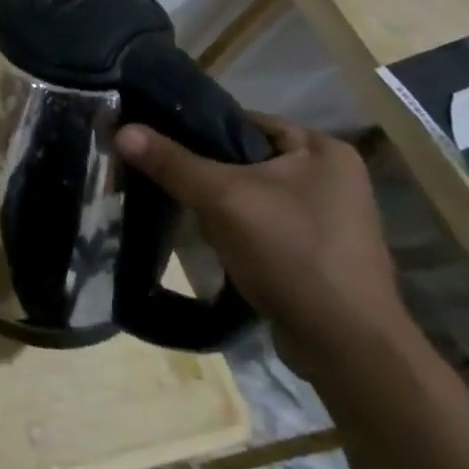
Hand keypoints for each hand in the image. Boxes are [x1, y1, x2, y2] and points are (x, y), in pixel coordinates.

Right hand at [115, 114, 413, 376]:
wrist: (346, 347)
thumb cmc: (291, 253)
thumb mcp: (222, 199)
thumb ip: (172, 162)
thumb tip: (122, 130)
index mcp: (323, 150)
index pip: (245, 121)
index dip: (199, 129)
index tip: (158, 143)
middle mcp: (333, 177)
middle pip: (247, 159)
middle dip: (206, 172)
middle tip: (165, 180)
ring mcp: (329, 218)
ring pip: (253, 194)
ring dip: (219, 204)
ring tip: (183, 211)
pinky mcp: (318, 252)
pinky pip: (264, 224)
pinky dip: (237, 229)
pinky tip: (212, 242)